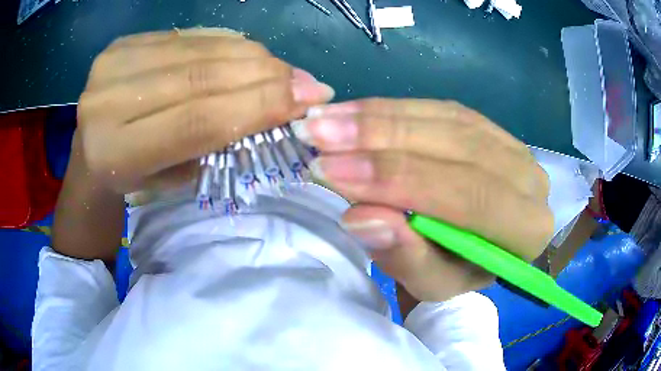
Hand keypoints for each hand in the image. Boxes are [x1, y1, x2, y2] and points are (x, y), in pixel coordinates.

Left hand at [78, 28, 333, 193]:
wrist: (90, 160)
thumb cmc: (133, 182)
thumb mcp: (172, 178)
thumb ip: (216, 138)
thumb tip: (277, 104)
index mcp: (115, 153)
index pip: (197, 120)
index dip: (258, 105)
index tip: (309, 99)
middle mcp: (107, 102)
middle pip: (200, 76)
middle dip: (264, 75)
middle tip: (307, 82)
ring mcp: (112, 64)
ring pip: (198, 50)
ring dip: (252, 56)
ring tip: (284, 70)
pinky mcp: (122, 45)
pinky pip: (187, 37)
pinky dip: (225, 43)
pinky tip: (250, 54)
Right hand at [292, 99, 552, 301]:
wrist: (480, 246)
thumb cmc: (458, 271)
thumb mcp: (433, 283)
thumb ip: (407, 256)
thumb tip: (361, 217)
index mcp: (527, 229)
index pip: (466, 196)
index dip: (398, 181)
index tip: (331, 171)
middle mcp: (528, 178)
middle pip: (456, 146)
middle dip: (380, 139)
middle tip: (317, 134)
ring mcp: (509, 143)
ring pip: (443, 118)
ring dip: (378, 116)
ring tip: (324, 119)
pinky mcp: (485, 125)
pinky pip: (437, 108)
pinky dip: (390, 108)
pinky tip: (351, 110)